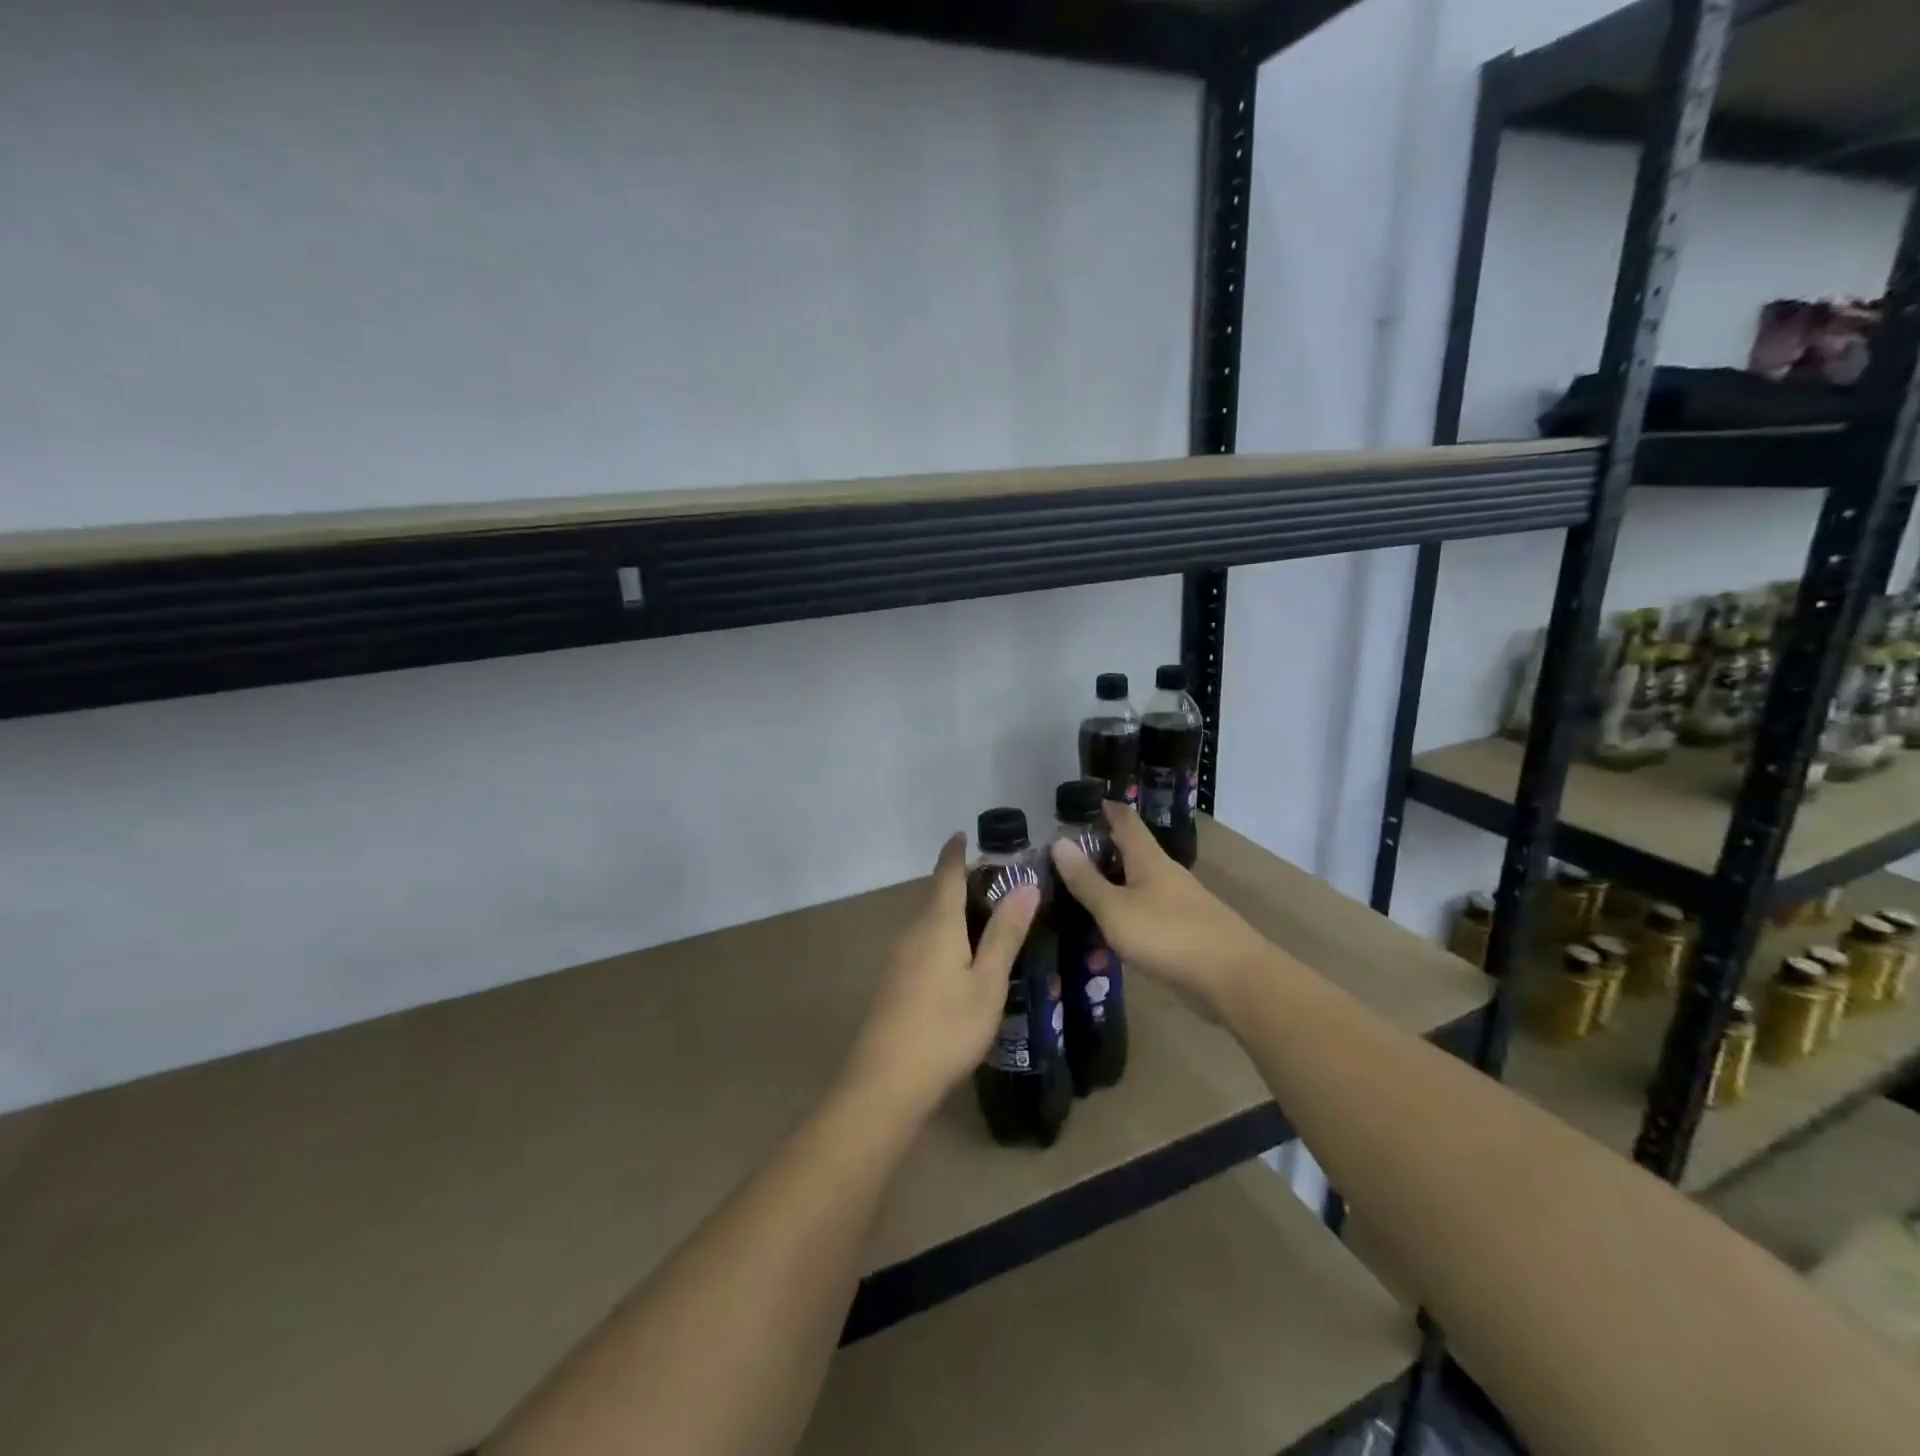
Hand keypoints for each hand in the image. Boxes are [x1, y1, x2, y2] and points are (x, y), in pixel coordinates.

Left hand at [840, 834, 1039, 1120]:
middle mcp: (912, 932)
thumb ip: (1005, 933)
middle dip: (961, 884)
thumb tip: (1025, 884)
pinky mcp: (894, 983)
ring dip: (953, 914)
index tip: (964, 834)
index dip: (955, 852)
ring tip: (987, 919)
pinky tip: (960, 960)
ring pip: (929, 923)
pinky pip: (922, 944)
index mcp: (936, 924)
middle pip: (936, 896)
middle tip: (998, 883)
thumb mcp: (987, 982)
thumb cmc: (946, 1028)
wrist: (886, 1082)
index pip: (946, 873)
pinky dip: (944, 937)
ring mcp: (898, 959)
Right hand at [1050, 804, 1267, 1015]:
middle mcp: (1165, 873)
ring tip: (1082, 892)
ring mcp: (1179, 902)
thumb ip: (1086, 880)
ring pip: (1139, 883)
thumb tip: (1059, 841)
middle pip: (1133, 851)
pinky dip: (1127, 911)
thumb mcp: (1115, 909)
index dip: (1105, 808)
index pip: (1125, 820)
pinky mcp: (1186, 930)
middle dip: (1103, 849)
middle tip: (1066, 854)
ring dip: (1114, 883)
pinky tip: (1113, 927)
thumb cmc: (1168, 934)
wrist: (1232, 977)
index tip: (1081, 803)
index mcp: (1148, 859)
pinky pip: (1149, 911)